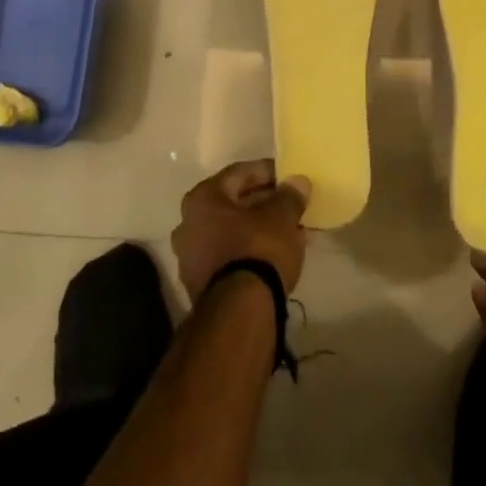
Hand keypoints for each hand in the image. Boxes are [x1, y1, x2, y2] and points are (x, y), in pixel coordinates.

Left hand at [173, 159, 312, 301]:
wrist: (239, 313)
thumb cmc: (257, 250)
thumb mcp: (281, 218)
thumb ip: (289, 196)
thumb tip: (298, 182)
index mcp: (202, 199)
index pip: (238, 174)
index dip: (266, 171)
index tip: (288, 176)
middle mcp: (188, 223)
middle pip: (232, 204)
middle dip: (263, 202)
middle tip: (290, 204)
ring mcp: (190, 257)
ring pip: (230, 231)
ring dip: (258, 227)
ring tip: (289, 230)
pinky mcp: (200, 285)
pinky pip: (229, 255)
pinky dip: (249, 250)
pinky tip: (275, 254)